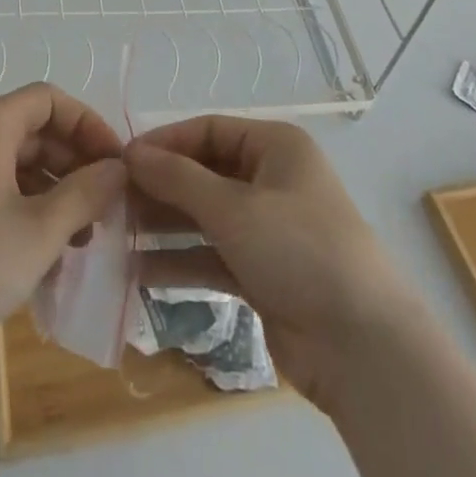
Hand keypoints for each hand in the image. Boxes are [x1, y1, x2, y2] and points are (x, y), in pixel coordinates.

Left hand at [0, 84, 125, 380]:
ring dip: (54, 193)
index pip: (50, 100)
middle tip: (104, 205)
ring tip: (81, 238)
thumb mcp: (42, 230)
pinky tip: (45, 255)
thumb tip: (117, 168)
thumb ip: (86, 192)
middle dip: (74, 164)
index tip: (115, 162)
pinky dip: (25, 210)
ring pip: (16, 165)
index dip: (88, 125)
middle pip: (34, 131)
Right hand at [126, 117, 417, 410]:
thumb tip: (130, 153)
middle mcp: (271, 179)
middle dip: (161, 187)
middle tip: (113, 201)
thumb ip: (178, 179)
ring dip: (165, 226)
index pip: (209, 130)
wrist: (362, 346)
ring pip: (205, 216)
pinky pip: (212, 256)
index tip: (121, 160)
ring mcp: (268, 228)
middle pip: (204, 173)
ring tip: (117, 235)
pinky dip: (181, 261)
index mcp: (275, 146)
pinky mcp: (263, 273)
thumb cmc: (298, 249)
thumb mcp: (233, 207)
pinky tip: (139, 271)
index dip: (165, 142)